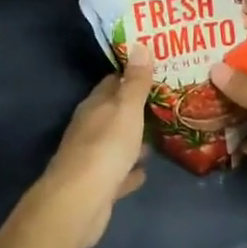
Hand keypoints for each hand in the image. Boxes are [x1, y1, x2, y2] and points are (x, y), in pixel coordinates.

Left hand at [42, 55, 153, 247]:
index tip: (155, 69)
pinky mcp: (98, 186)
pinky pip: (118, 173)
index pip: (112, 82)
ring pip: (116, 142)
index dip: (132, 74)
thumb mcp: (126, 109)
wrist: (80, 201)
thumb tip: (140, 46)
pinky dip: (130, 170)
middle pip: (114, 112)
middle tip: (166, 101)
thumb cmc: (105, 148)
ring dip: (134, 139)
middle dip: (136, 107)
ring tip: (161, 133)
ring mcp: (92, 158)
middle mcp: (90, 128)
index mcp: (94, 106)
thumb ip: (135, 82)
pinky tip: (145, 171)